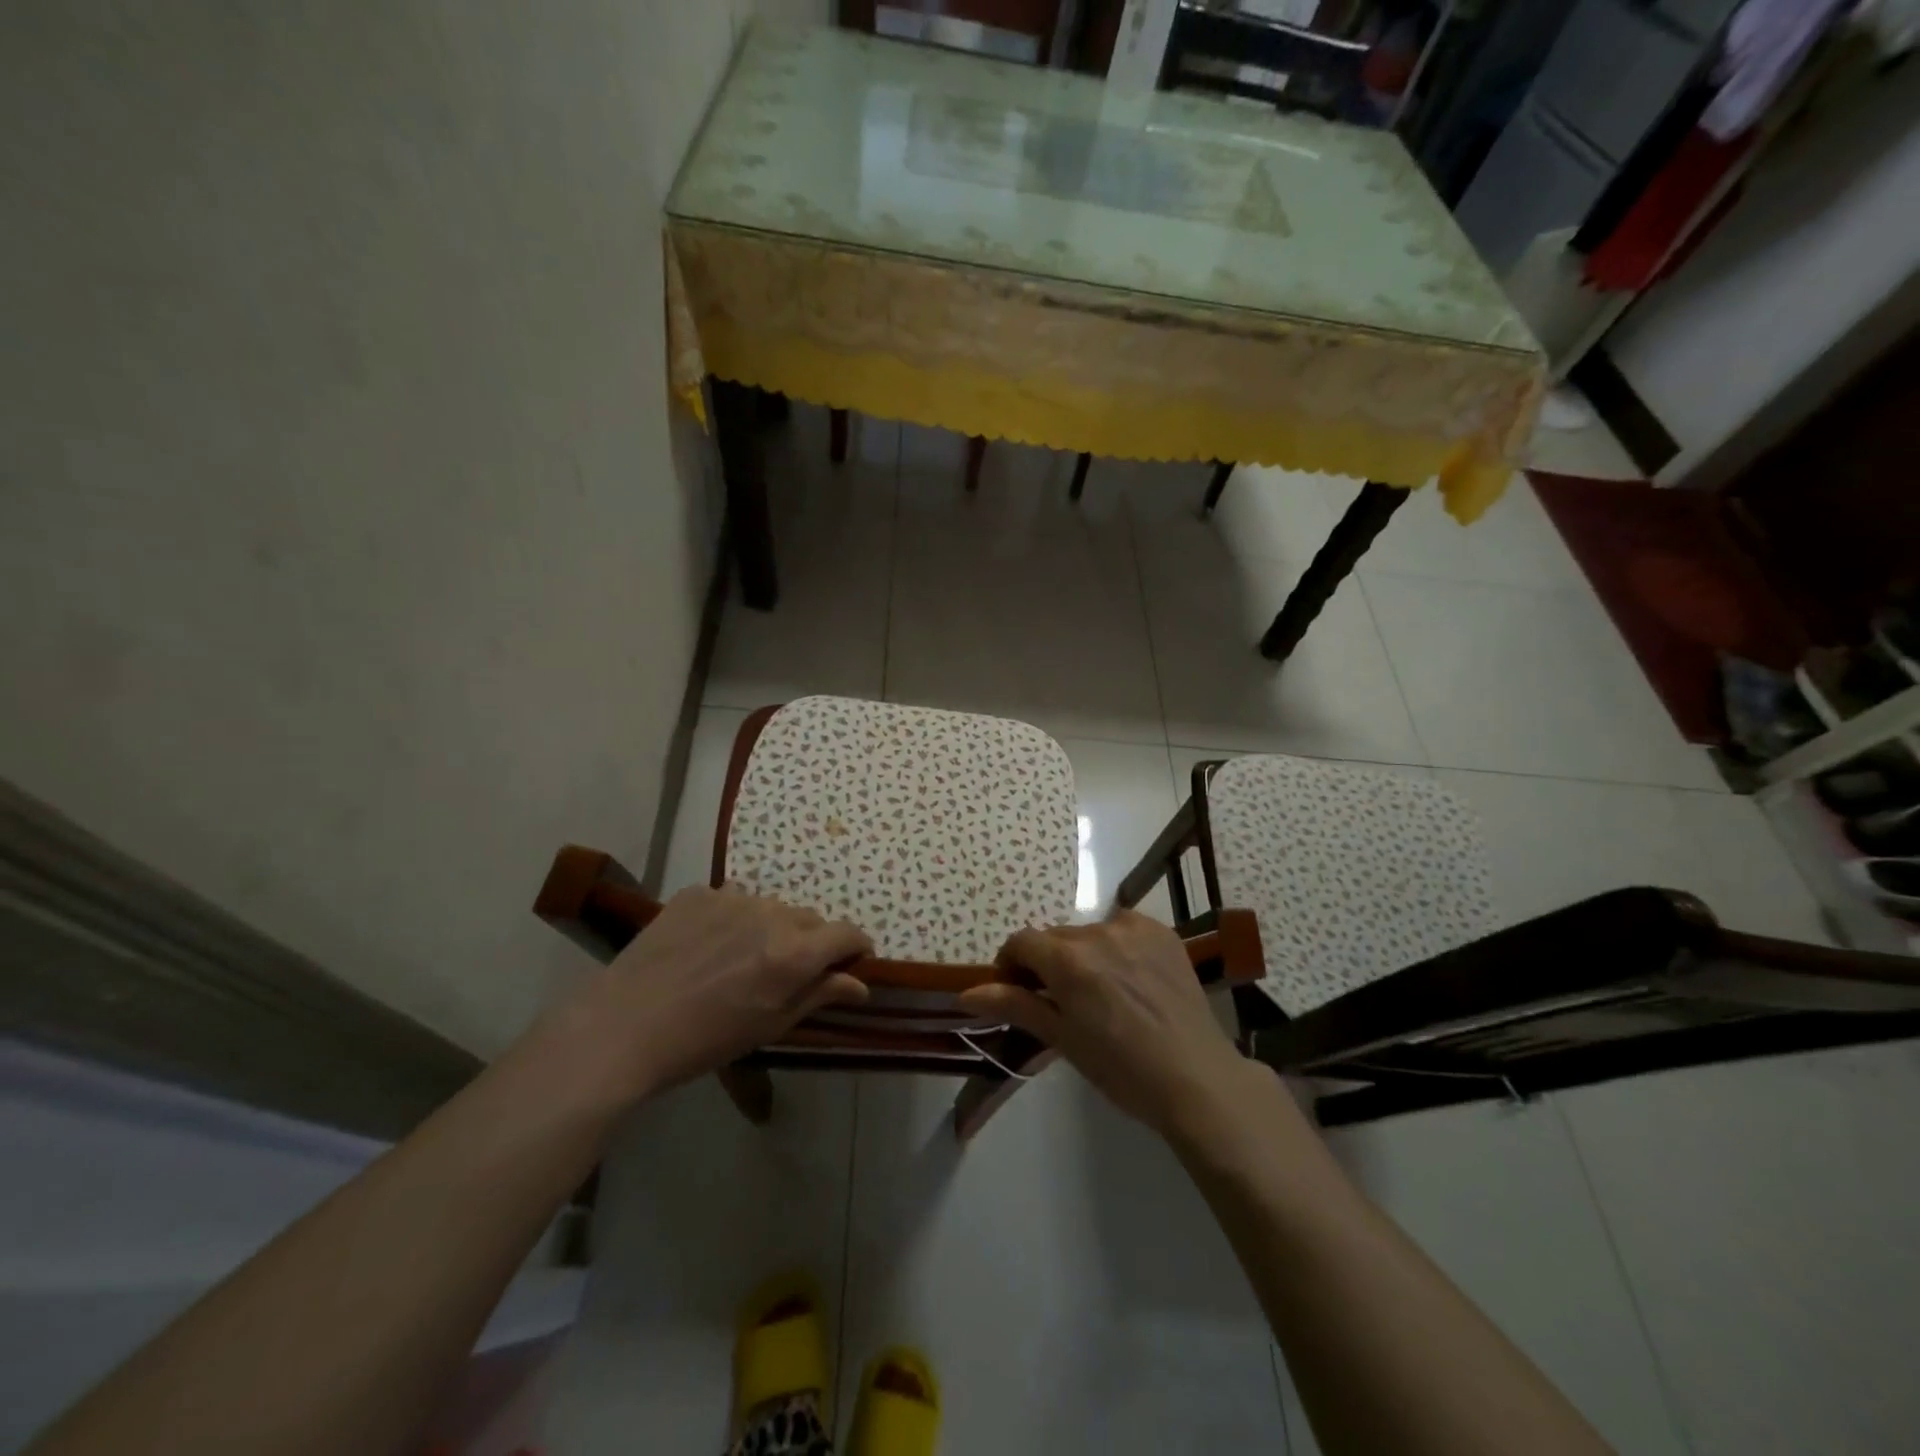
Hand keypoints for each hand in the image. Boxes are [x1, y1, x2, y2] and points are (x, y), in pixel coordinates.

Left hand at [550, 885, 870, 1104]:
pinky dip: (731, 918)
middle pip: (809, 919)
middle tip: (785, 972)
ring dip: (769, 927)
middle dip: (809, 941)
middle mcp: (771, 914)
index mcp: (794, 952)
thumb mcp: (771, 1025)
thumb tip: (860, 983)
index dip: (855, 947)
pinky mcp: (697, 893)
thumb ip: (819, 994)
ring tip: (739, 959)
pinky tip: (707, 947)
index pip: (847, 933)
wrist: (625, 1027)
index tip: (851, 961)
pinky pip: (731, 899)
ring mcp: (731, 898)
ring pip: (770, 907)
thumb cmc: (705, 1040)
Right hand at [958, 910, 1253, 1140]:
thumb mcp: (1063, 1039)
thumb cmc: (1121, 1069)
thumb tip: (966, 992)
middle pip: (1055, 937)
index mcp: (1068, 960)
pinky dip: (1117, 947)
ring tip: (1103, 994)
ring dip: (1084, 955)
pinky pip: (1123, 929)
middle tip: (1062, 1001)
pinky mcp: (1163, 932)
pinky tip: (1131, 980)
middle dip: (1048, 963)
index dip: (1011, 965)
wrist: (1197, 1079)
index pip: (1021, 942)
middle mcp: (1098, 931)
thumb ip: (1015, 1005)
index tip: (1018, 992)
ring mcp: (1134, 928)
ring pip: (1089, 933)